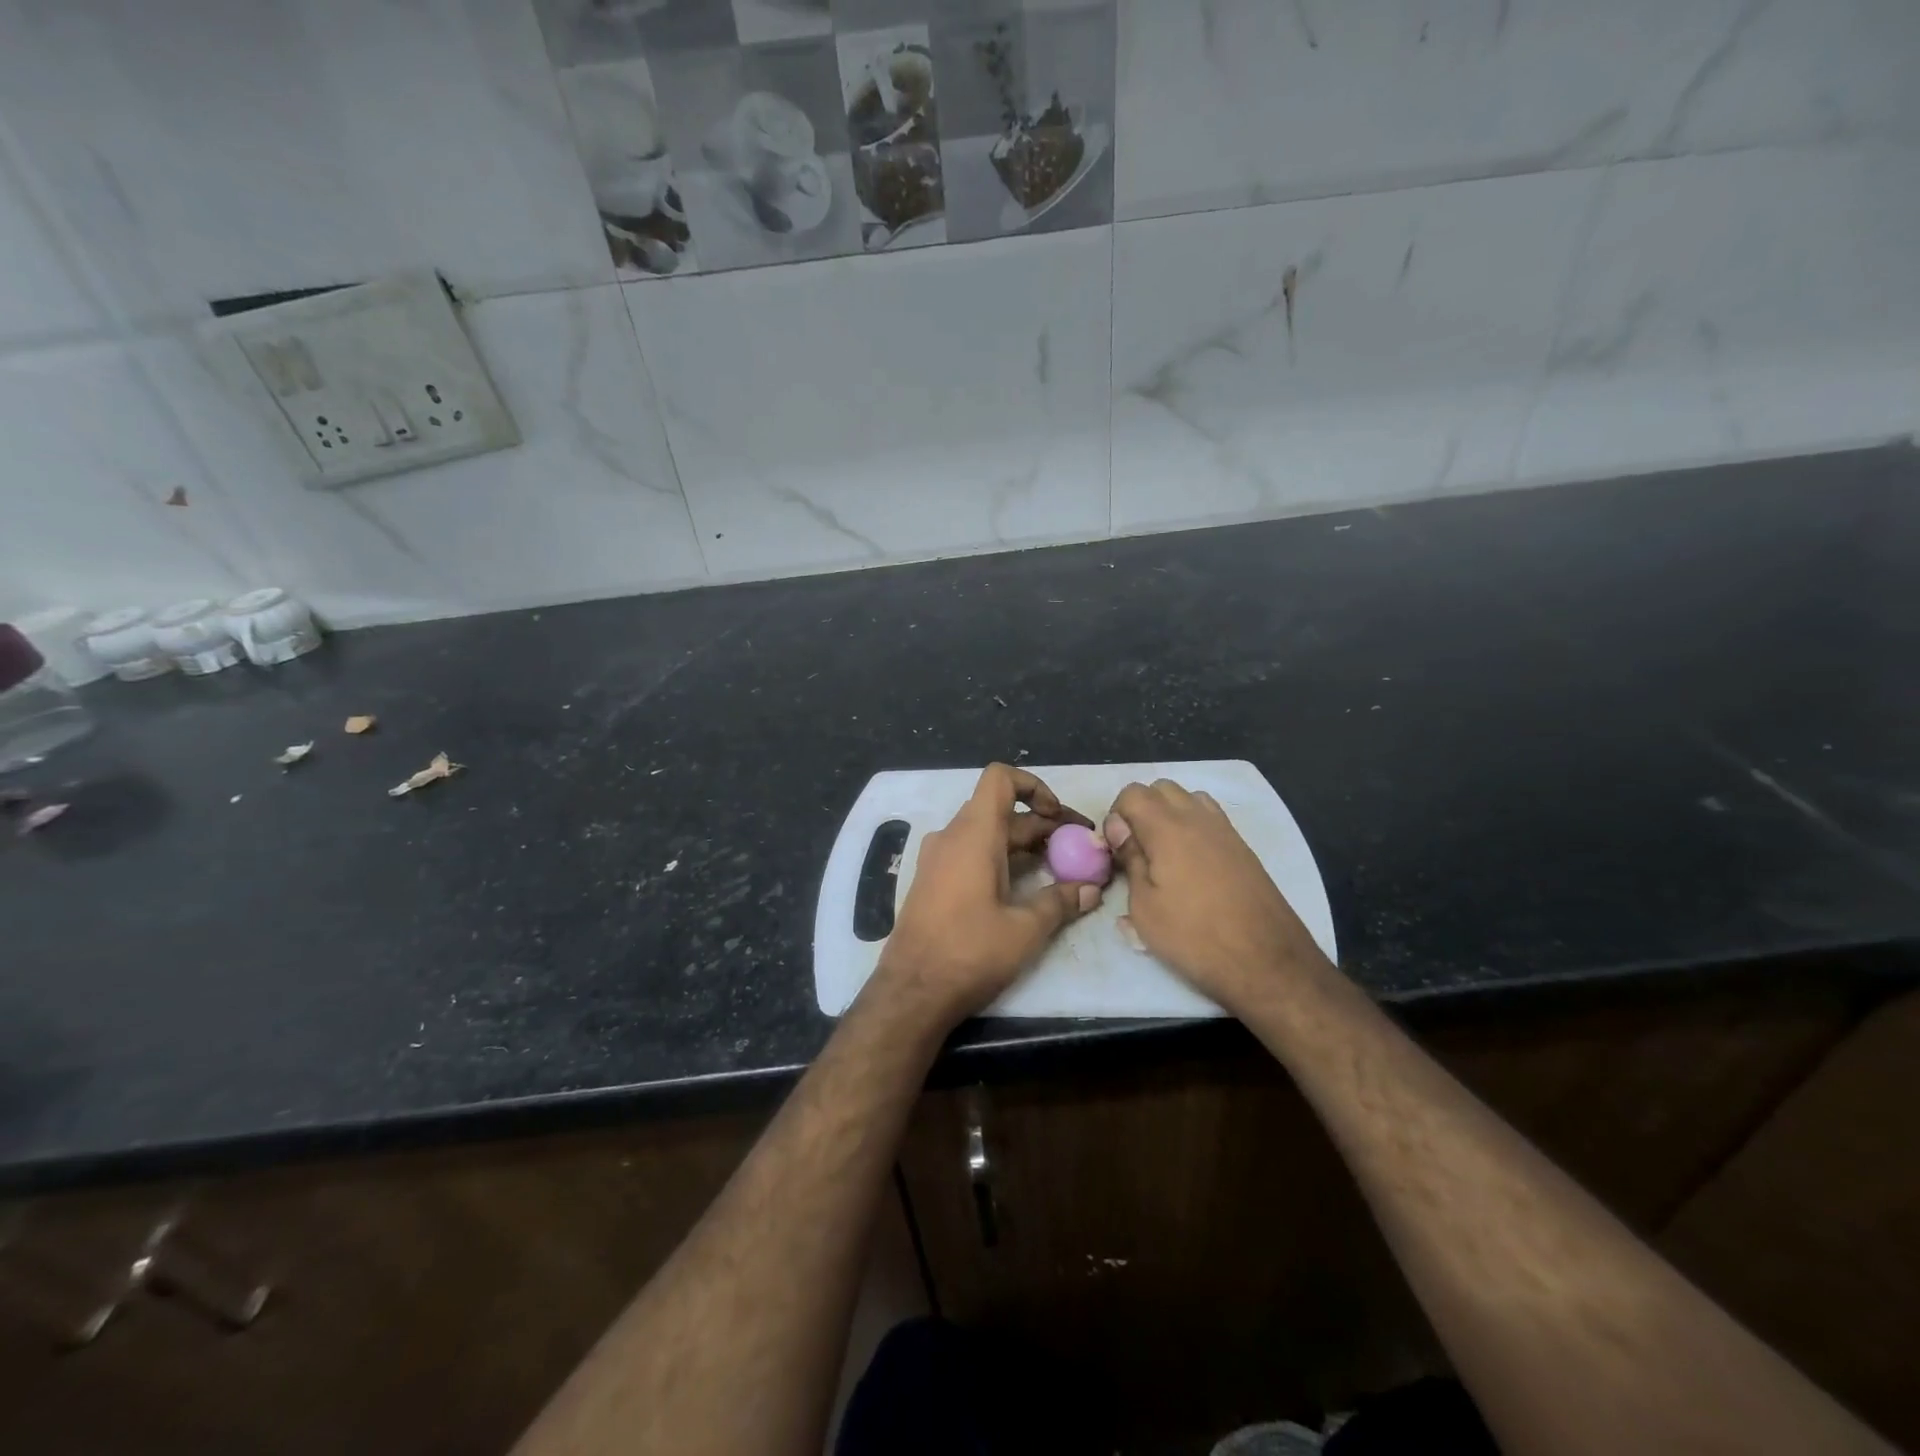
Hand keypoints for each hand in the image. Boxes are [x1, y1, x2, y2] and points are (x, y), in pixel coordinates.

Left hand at [871, 764, 1101, 1030]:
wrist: (911, 991)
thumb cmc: (969, 952)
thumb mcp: (1025, 929)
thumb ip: (1060, 902)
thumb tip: (1091, 890)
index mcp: (974, 833)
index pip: (1000, 778)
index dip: (1034, 786)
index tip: (1058, 818)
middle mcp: (952, 836)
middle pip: (1001, 810)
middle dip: (1042, 825)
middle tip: (1078, 850)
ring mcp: (937, 858)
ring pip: (987, 833)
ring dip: (1023, 844)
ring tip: (1058, 869)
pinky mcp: (932, 880)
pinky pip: (970, 853)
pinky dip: (1000, 858)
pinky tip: (1023, 889)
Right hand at [1105, 779, 1330, 1011]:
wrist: (1266, 961)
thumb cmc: (1194, 936)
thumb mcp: (1144, 906)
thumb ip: (1130, 859)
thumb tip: (1118, 828)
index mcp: (1167, 827)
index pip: (1132, 793)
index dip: (1116, 815)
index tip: (1116, 849)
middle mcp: (1198, 817)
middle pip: (1162, 788)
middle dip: (1142, 810)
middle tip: (1137, 849)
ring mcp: (1225, 830)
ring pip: (1189, 799)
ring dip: (1170, 815)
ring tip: (1164, 854)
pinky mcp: (1243, 847)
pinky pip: (1211, 818)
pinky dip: (1194, 827)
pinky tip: (1192, 865)